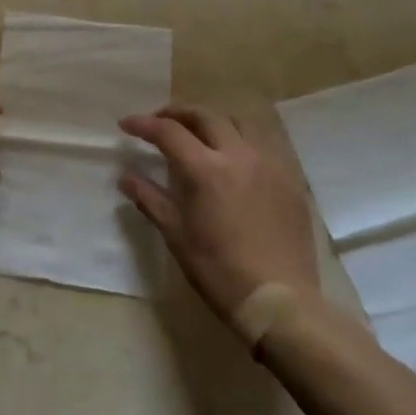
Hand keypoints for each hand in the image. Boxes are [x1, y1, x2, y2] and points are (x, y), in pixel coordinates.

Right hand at [118, 105, 318, 319]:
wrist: (279, 301)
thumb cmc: (218, 269)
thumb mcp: (176, 234)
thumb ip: (149, 198)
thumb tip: (125, 176)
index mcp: (205, 169)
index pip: (168, 131)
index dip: (143, 124)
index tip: (126, 125)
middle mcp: (239, 155)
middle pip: (205, 115)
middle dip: (178, 113)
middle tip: (161, 121)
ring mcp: (269, 165)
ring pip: (240, 123)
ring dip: (214, 121)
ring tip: (200, 133)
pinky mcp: (290, 181)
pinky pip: (264, 146)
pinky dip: (242, 141)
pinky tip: (234, 159)